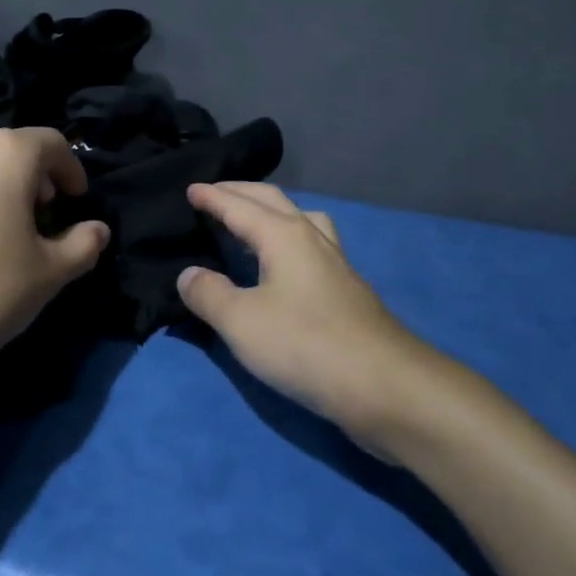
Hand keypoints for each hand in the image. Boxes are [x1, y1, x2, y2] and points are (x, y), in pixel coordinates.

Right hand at [177, 182, 477, 459]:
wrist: (386, 386)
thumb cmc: (306, 345)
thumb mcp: (241, 322)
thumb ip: (208, 294)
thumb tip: (189, 275)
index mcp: (284, 235)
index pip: (239, 205)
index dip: (212, 196)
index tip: (190, 188)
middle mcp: (312, 238)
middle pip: (273, 202)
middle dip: (241, 193)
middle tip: (213, 193)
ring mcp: (335, 264)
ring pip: (301, 220)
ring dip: (272, 212)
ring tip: (252, 222)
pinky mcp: (347, 291)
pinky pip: (311, 245)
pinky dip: (288, 239)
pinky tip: (283, 266)